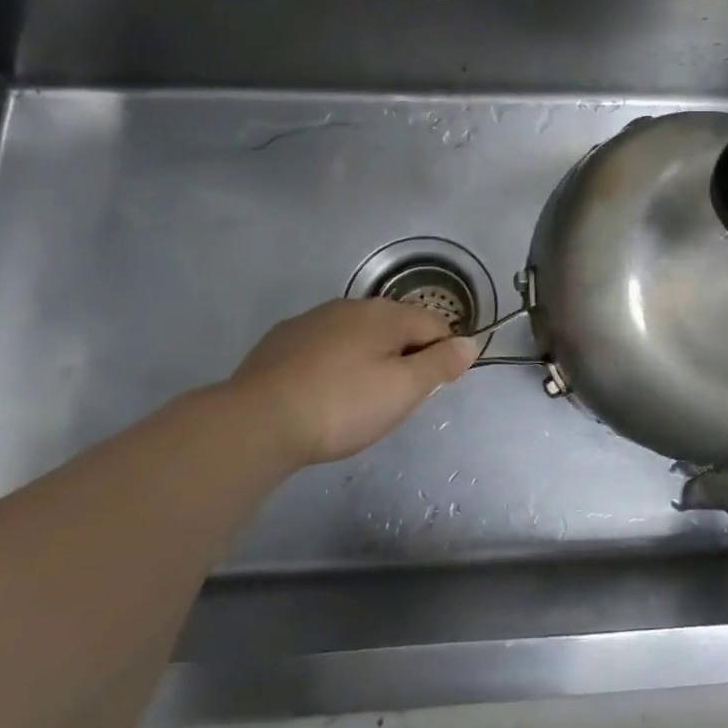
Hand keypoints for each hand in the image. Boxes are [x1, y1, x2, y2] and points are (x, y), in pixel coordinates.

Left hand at [219, 299, 477, 468]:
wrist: (257, 421)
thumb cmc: (342, 405)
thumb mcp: (403, 390)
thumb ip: (440, 364)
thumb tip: (470, 343)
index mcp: (386, 313)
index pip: (435, 325)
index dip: (442, 356)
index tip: (429, 391)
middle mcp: (352, 306)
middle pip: (396, 327)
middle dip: (404, 357)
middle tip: (393, 401)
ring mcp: (313, 319)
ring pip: (358, 335)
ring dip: (367, 359)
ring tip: (356, 400)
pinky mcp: (282, 340)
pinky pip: (324, 346)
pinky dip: (333, 364)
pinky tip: (321, 393)